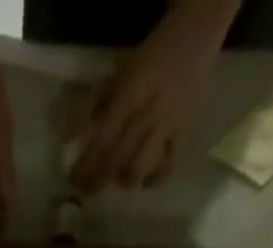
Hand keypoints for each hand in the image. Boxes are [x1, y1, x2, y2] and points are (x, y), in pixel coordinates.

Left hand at [70, 3, 227, 192]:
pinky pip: (168, 165)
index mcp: (130, 94)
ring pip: (139, 167)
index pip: (102, 138)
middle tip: (86, 190)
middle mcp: (147, 113)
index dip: (86, 163)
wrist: (198, 31)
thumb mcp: (121, 70)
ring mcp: (167, 125)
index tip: (73, 179)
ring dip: (122, 180)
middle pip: (116, 158)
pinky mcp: (182, 131)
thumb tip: (77, 137)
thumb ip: (100, 102)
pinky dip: (153, 179)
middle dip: (98, 179)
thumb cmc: (153, 51)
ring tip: (115, 181)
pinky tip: (144, 182)